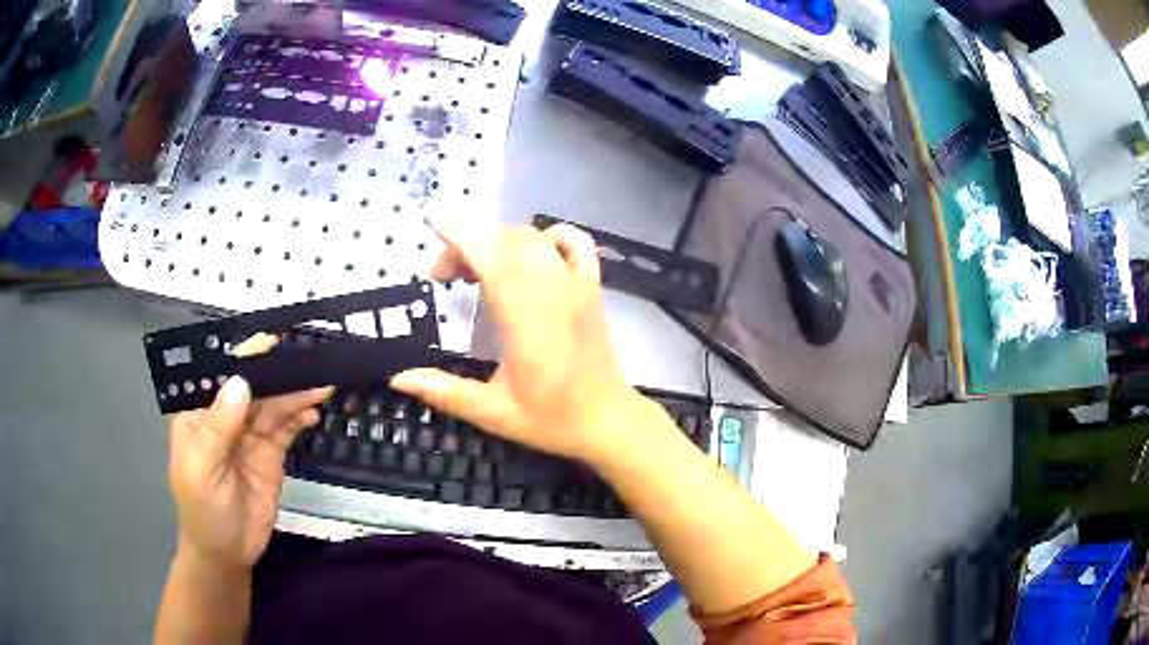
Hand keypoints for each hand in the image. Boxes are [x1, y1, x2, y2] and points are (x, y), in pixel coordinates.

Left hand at [167, 334, 331, 570]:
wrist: (227, 554)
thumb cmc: (202, 509)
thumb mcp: (202, 468)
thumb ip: (219, 427)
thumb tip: (241, 383)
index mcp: (200, 414)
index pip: (221, 377)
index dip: (243, 358)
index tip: (270, 342)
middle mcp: (225, 419)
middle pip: (253, 389)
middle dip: (278, 376)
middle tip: (308, 363)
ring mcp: (249, 437)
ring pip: (273, 407)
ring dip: (295, 395)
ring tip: (321, 386)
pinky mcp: (271, 456)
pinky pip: (286, 429)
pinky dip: (300, 418)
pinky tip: (313, 412)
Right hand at [391, 218, 661, 463]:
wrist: (609, 421)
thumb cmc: (552, 419)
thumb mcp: (493, 413)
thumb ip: (445, 392)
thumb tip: (397, 378)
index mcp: (526, 320)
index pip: (493, 256)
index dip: (462, 233)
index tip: (432, 223)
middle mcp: (553, 291)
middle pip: (506, 239)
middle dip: (466, 242)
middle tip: (442, 276)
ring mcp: (577, 285)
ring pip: (534, 238)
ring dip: (497, 241)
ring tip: (474, 269)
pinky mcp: (592, 287)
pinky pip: (574, 243)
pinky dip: (546, 236)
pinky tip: (528, 254)